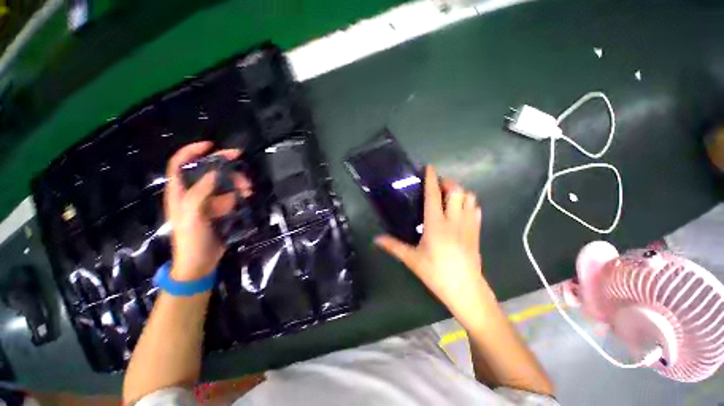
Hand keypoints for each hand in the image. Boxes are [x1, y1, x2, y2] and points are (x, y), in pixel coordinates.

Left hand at [164, 142, 250, 280]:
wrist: (200, 262)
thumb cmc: (191, 239)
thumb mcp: (193, 214)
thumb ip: (201, 191)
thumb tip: (214, 171)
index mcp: (179, 191)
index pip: (179, 164)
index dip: (192, 151)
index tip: (211, 145)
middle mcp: (192, 193)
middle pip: (206, 170)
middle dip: (224, 165)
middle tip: (240, 161)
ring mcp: (207, 201)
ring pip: (222, 182)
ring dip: (236, 181)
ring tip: (248, 188)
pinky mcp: (219, 209)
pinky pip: (230, 194)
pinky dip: (239, 192)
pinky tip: (247, 195)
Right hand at [375, 166, 493, 320]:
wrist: (466, 289)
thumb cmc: (436, 273)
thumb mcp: (412, 260)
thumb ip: (393, 246)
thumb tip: (376, 239)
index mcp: (436, 225)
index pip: (434, 196)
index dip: (431, 179)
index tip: (430, 167)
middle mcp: (453, 220)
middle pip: (456, 191)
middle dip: (447, 183)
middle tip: (438, 185)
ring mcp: (468, 225)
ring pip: (469, 198)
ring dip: (459, 192)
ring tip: (449, 196)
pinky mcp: (476, 232)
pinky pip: (476, 209)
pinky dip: (469, 203)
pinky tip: (461, 209)